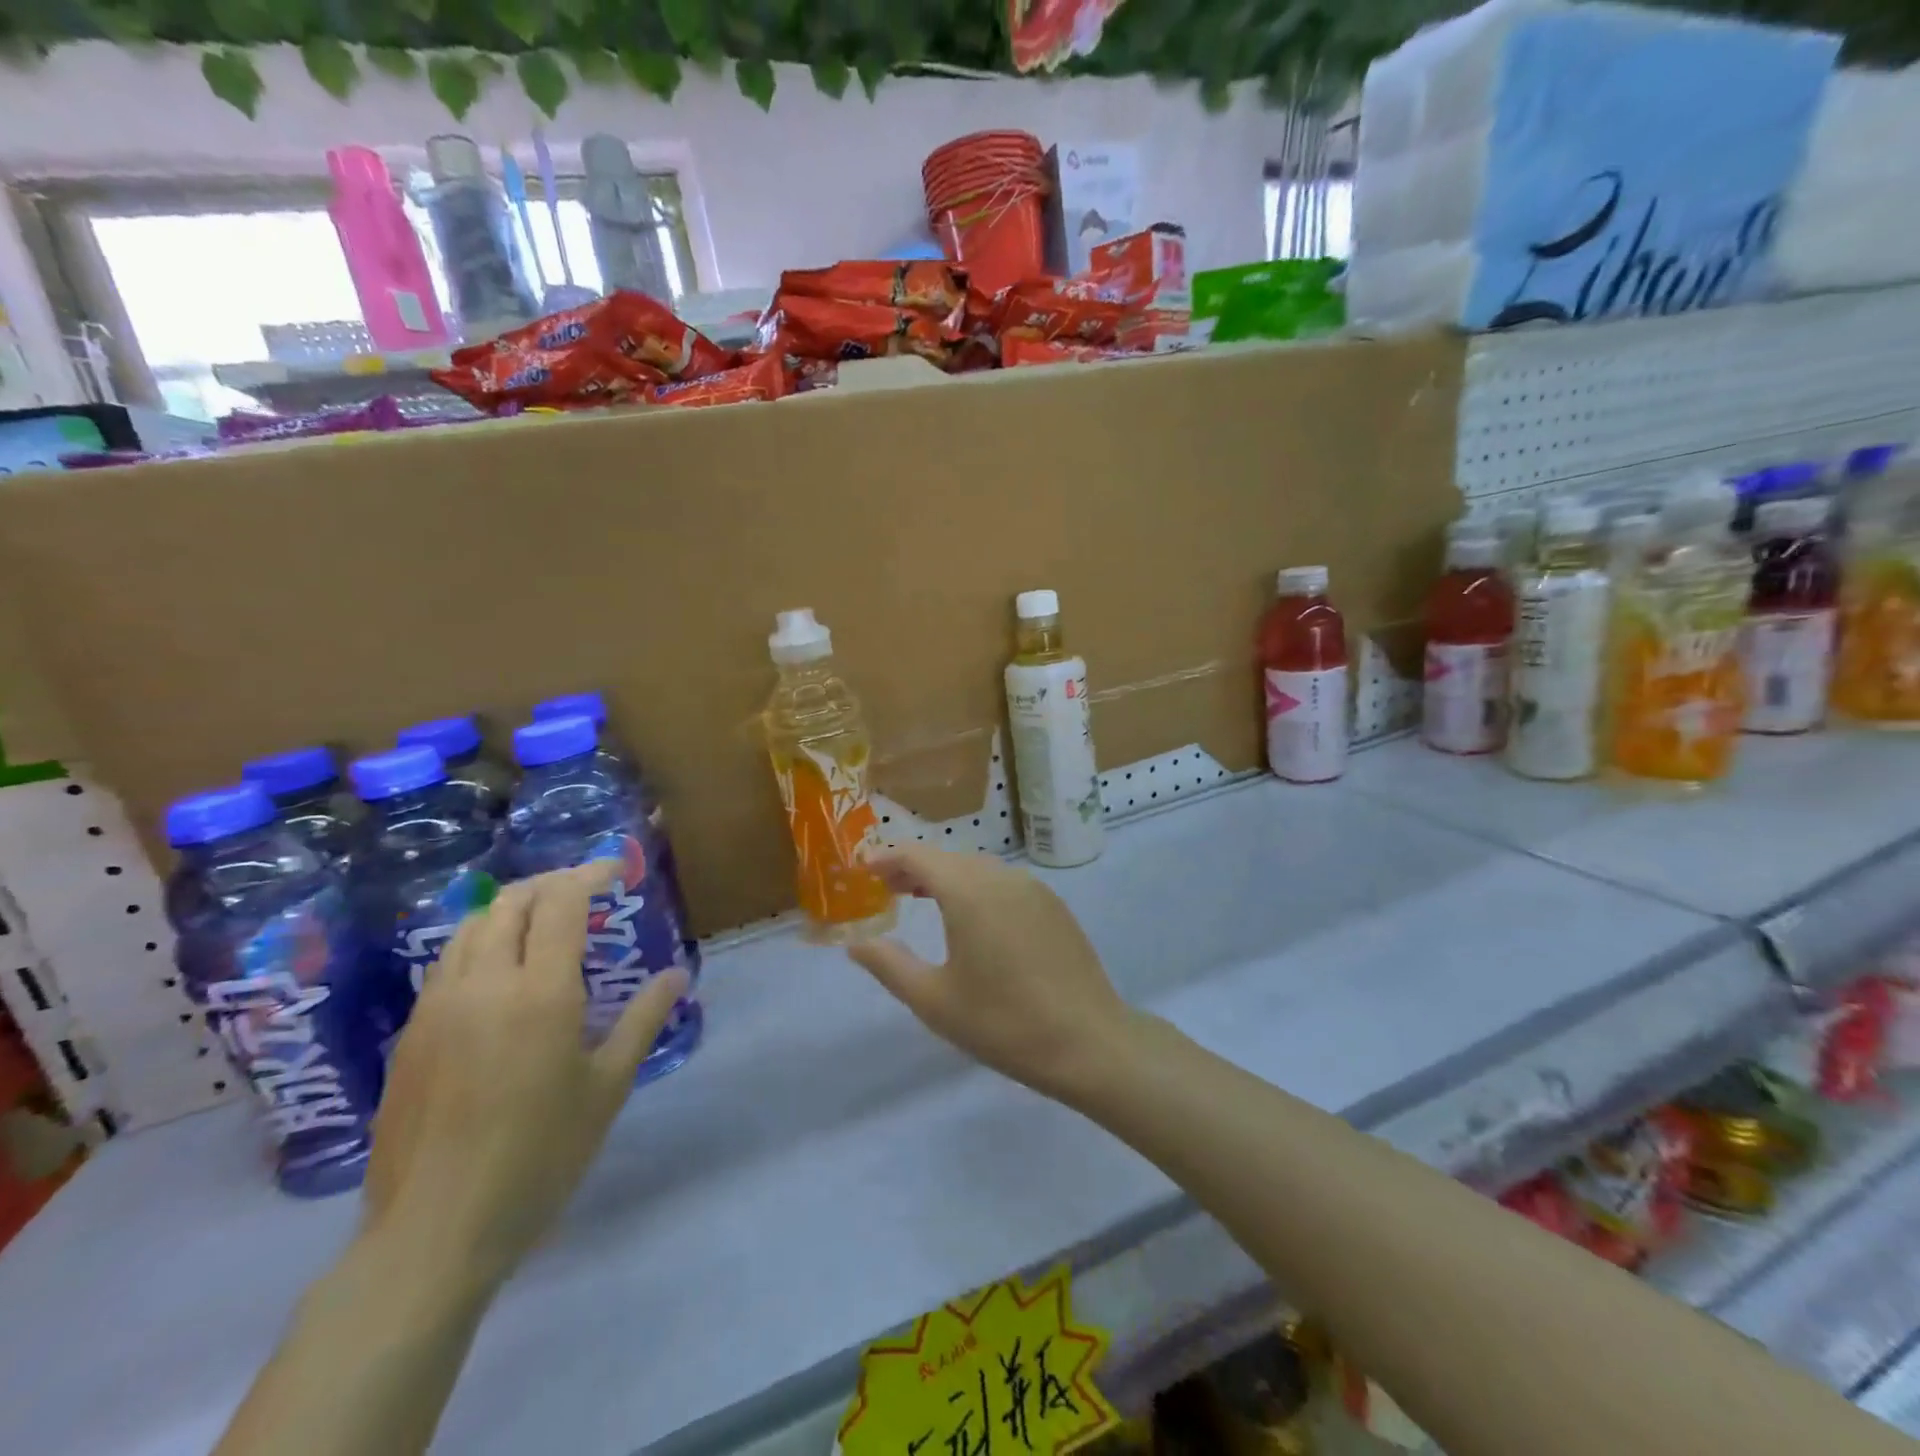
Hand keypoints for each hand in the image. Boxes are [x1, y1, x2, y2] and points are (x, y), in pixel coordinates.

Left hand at [362, 863, 688, 1291]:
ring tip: (543, 920)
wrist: (435, 1231)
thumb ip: (642, 1020)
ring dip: (510, 907)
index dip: (589, 874)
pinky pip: (447, 962)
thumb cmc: (540, 1156)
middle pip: (510, 902)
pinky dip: (481, 941)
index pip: (561, 904)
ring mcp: (438, 1007)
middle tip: (584, 890)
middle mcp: (484, 984)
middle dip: (550, 883)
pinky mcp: (411, 1035)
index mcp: (540, 993)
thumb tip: (676, 976)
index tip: (616, 869)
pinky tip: (500, 971)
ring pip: (470, 927)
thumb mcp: (607, 1087)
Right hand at [847, 846, 1134, 1098]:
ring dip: (946, 877)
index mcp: (968, 891)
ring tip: (922, 898)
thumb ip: (889, 965)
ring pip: (978, 869)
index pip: (918, 855)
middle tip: (886, 888)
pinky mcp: (1053, 906)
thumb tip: (856, 943)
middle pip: (948, 858)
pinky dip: (977, 888)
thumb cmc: (1003, 1022)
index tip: (863, 869)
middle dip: (914, 867)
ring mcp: (1033, 889)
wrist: (1089, 1042)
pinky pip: (1004, 884)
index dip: (887, 858)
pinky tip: (973, 919)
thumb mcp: (934, 1000)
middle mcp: (1001, 877)